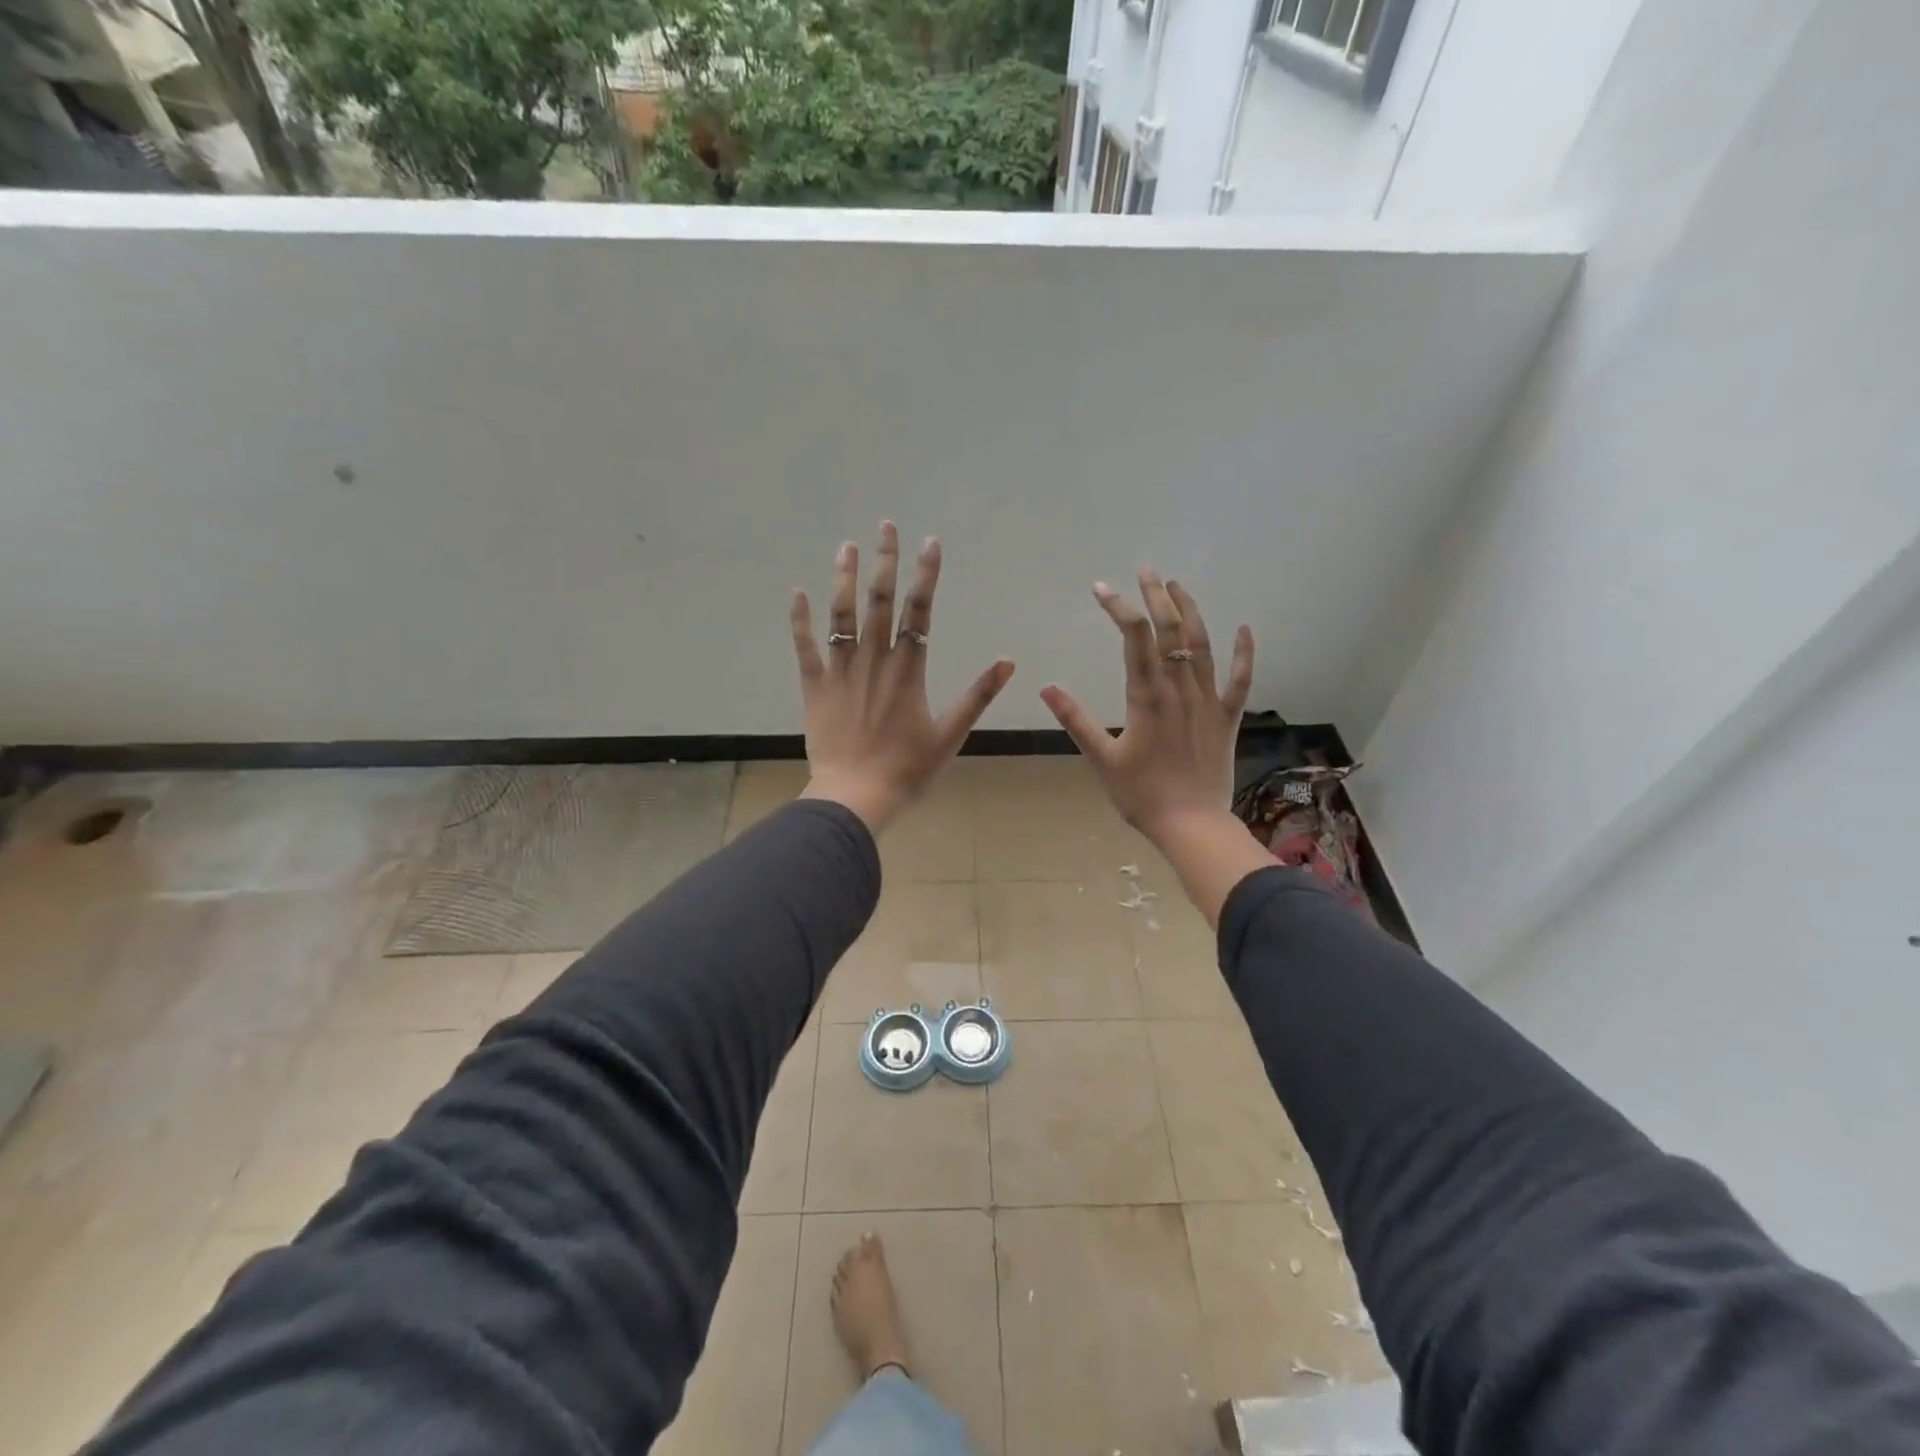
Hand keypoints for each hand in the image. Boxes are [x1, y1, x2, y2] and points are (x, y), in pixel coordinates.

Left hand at [792, 522, 1014, 833]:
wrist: (855, 796)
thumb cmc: (907, 769)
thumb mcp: (951, 734)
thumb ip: (977, 695)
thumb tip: (1007, 661)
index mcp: (909, 670)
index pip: (920, 611)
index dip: (926, 575)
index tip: (930, 542)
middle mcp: (874, 660)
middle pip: (881, 601)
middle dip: (885, 561)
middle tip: (886, 526)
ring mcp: (841, 670)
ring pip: (841, 615)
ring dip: (845, 578)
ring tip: (847, 546)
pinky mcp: (815, 686)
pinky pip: (805, 646)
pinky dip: (800, 619)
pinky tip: (797, 591)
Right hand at [1039, 569, 1252, 845]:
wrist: (1191, 825)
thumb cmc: (1140, 795)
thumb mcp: (1101, 758)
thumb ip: (1075, 720)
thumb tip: (1046, 687)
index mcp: (1146, 696)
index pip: (1134, 638)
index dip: (1119, 608)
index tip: (1101, 588)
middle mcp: (1180, 689)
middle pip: (1170, 631)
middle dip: (1156, 596)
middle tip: (1146, 569)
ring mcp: (1208, 701)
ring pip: (1203, 644)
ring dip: (1191, 611)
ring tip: (1177, 585)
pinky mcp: (1227, 717)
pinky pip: (1240, 679)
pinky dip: (1243, 652)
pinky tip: (1244, 627)